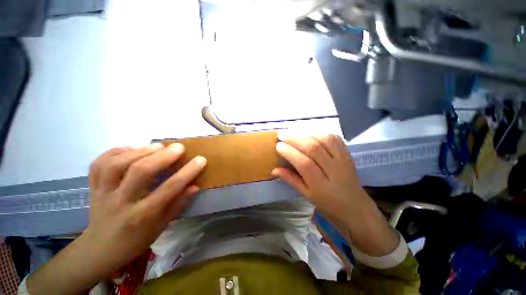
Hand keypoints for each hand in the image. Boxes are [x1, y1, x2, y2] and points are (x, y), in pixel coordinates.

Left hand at [85, 143, 206, 270]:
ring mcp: (103, 193)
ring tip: (157, 146)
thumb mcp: (162, 227)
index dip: (187, 172)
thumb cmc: (136, 240)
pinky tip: (131, 149)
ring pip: (116, 164)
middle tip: (178, 147)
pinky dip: (115, 152)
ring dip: (140, 151)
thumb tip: (195, 186)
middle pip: (140, 172)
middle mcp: (121, 202)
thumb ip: (178, 204)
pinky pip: (98, 164)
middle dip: (163, 156)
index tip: (201, 159)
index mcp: (142, 215)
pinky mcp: (93, 188)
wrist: (100, 249)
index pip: (169, 189)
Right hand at [272, 134, 366, 223]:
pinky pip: (334, 138)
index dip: (290, 152)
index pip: (304, 163)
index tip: (278, 146)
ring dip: (306, 134)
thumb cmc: (327, 203)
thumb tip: (274, 169)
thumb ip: (291, 179)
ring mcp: (343, 160)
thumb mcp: (306, 195)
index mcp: (321, 185)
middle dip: (295, 139)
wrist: (355, 205)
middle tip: (282, 135)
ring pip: (324, 140)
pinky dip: (320, 133)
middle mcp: (334, 170)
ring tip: (294, 134)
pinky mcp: (348, 154)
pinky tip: (310, 135)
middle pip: (313, 148)